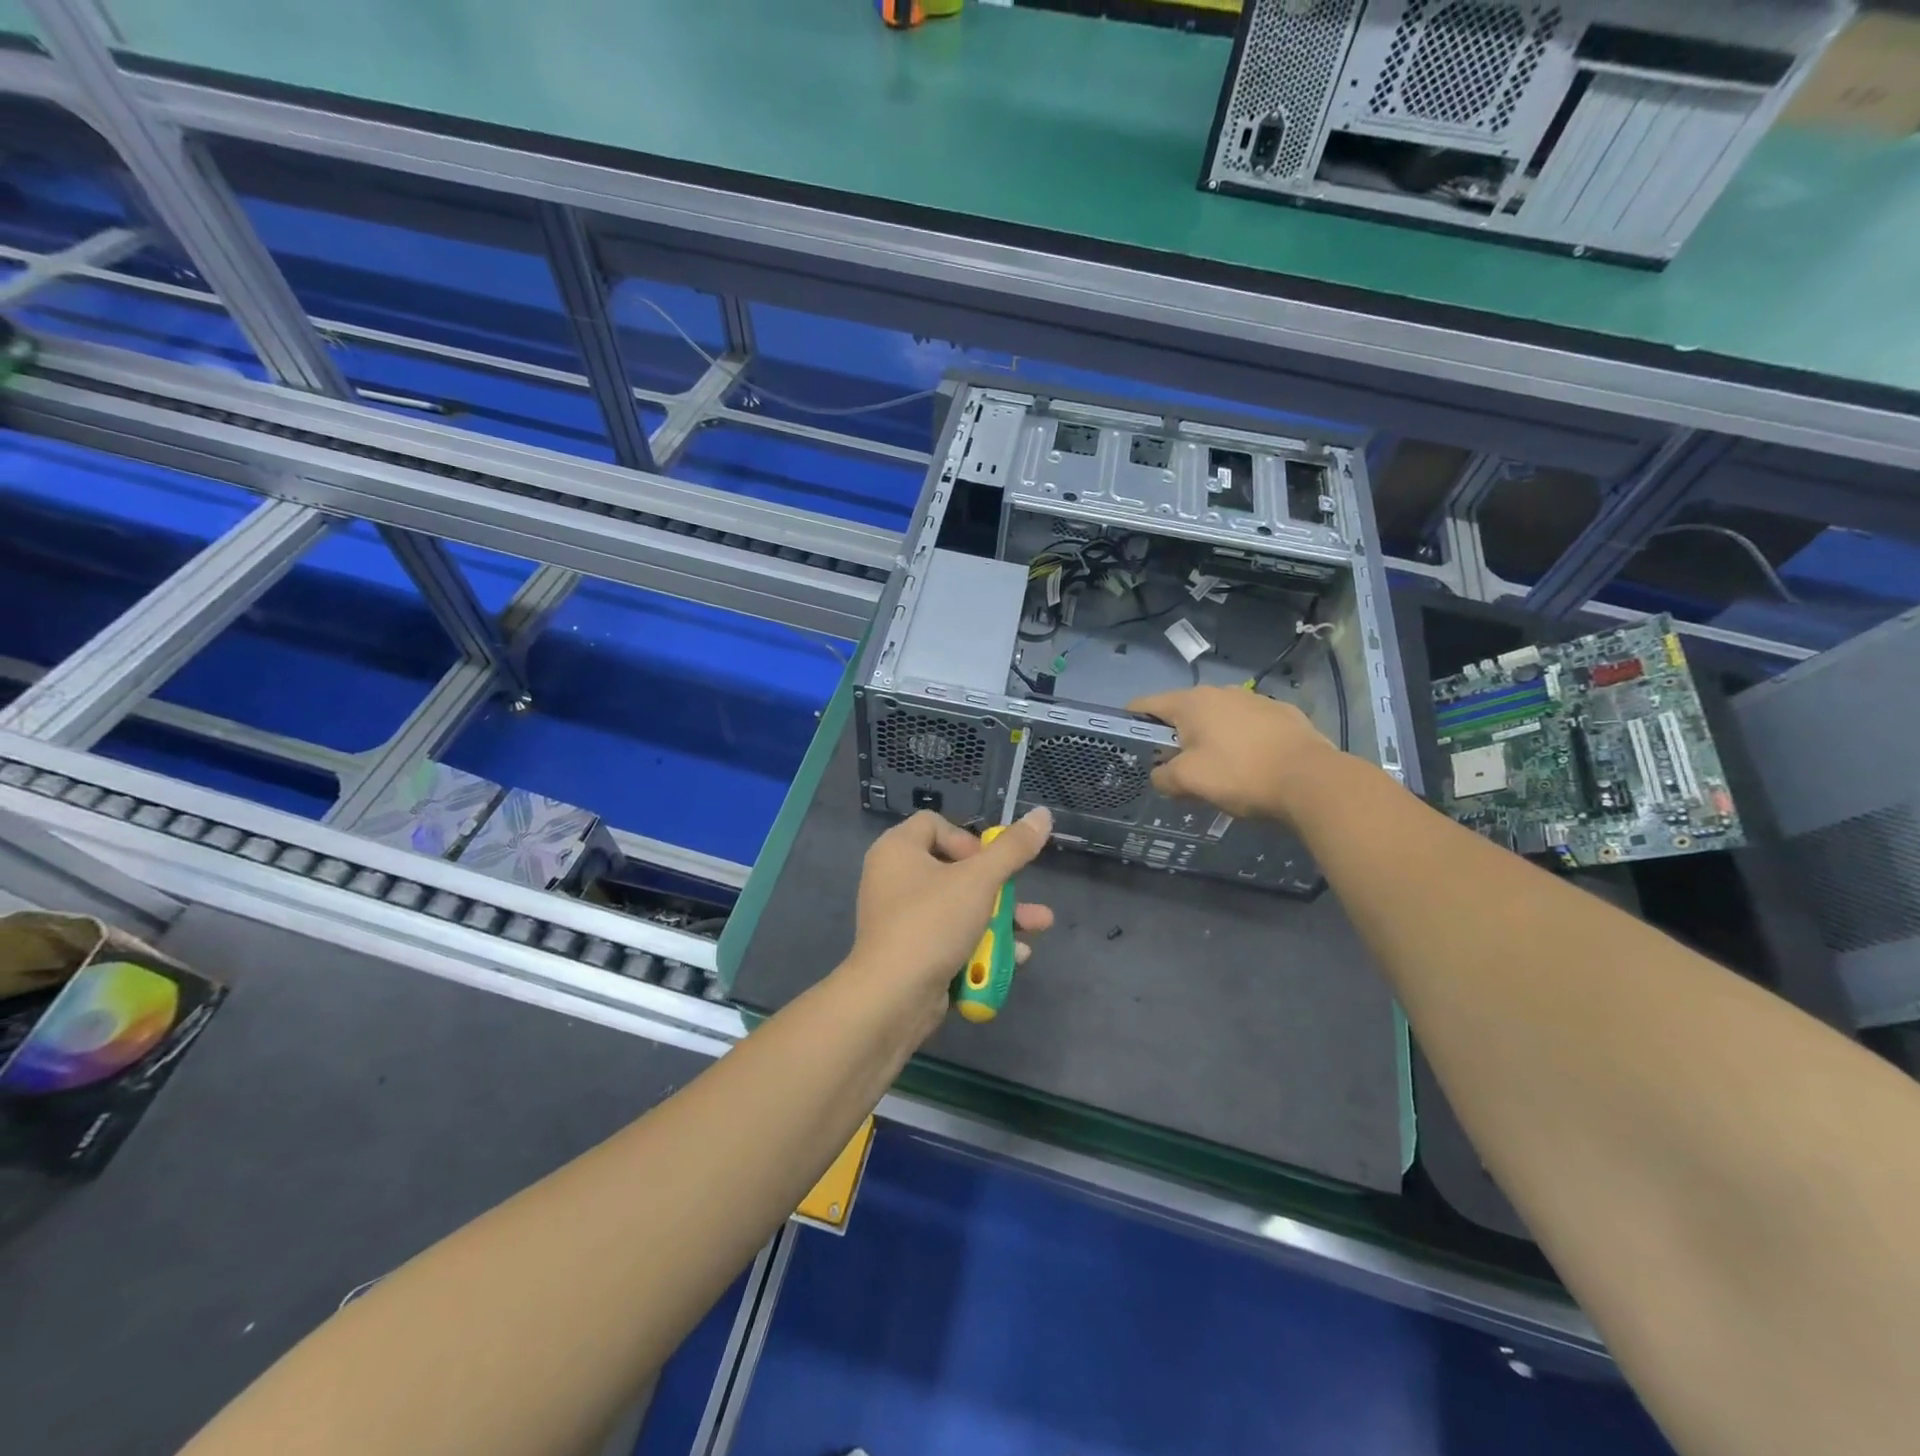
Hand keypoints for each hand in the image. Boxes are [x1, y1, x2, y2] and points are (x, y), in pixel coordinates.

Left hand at [847, 808, 1054, 1035]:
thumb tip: (1042, 814)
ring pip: (958, 907)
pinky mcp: (911, 952)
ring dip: (1000, 917)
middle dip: (999, 886)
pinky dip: (980, 943)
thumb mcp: (980, 880)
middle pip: (954, 869)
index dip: (967, 838)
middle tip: (1021, 897)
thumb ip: (1013, 849)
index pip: (934, 824)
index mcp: (897, 850)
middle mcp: (893, 879)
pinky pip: (949, 937)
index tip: (989, 863)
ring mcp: (901, 919)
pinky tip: (1015, 956)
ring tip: (1039, 926)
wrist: (892, 997)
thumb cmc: (932, 922)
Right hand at [1130, 686, 1341, 824]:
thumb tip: (1159, 776)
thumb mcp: (1190, 781)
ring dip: (1209, 737)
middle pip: (1183, 711)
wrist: (1312, 780)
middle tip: (1174, 766)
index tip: (1129, 743)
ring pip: (1218, 717)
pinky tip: (1250, 765)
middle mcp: (1221, 692)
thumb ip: (1163, 777)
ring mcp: (1255, 700)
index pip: (1146, 703)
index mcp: (1192, 702)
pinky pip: (1249, 725)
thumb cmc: (1240, 774)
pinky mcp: (1283, 714)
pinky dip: (1241, 740)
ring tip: (1215, 768)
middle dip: (1174, 735)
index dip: (1132, 721)